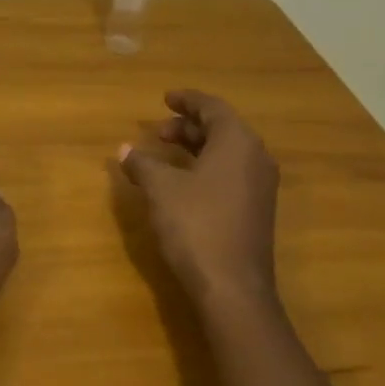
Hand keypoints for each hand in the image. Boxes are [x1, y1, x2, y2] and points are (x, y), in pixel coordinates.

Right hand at [119, 90, 279, 304]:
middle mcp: (256, 158)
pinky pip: (231, 173)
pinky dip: (206, 167)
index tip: (165, 98)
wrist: (233, 287)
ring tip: (164, 154)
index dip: (187, 100)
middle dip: (188, 126)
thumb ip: (142, 163)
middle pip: (221, 129)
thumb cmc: (196, 225)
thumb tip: (124, 149)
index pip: (212, 108)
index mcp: (237, 142)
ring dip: (195, 148)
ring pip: (226, 153)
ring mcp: (260, 186)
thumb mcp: (161, 189)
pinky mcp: (257, 210)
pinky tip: (182, 183)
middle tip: (157, 131)